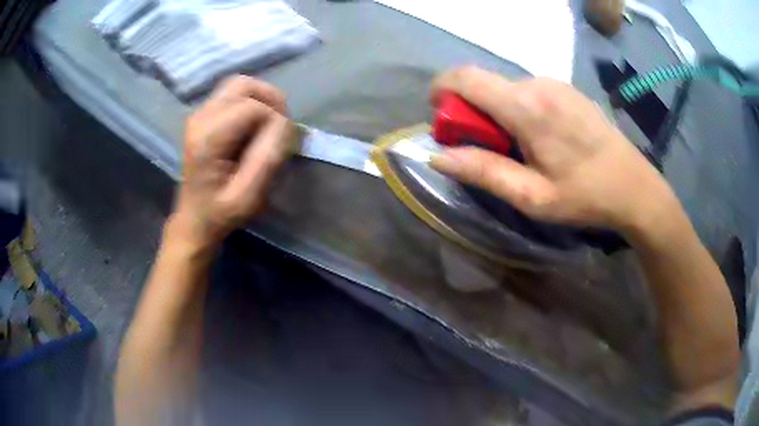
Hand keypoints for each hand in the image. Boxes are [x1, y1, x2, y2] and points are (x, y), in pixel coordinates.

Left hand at [171, 75, 293, 249]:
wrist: (194, 220)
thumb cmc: (220, 213)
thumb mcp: (249, 196)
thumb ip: (268, 158)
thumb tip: (285, 125)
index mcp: (208, 139)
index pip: (252, 108)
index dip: (275, 121)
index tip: (279, 146)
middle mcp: (200, 118)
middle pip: (243, 85)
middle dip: (270, 99)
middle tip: (281, 125)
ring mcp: (198, 115)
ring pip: (238, 85)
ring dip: (261, 99)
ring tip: (270, 123)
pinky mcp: (202, 117)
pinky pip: (232, 95)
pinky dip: (250, 102)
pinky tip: (254, 125)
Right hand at [430, 66, 675, 231]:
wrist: (634, 187)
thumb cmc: (585, 196)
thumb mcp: (532, 196)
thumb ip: (483, 171)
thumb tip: (437, 156)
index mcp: (526, 106)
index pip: (465, 77)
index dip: (442, 90)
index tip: (440, 117)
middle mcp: (537, 83)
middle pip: (484, 84)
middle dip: (471, 111)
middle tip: (485, 149)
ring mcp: (555, 83)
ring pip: (506, 88)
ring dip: (496, 112)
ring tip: (518, 149)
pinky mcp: (566, 89)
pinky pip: (527, 91)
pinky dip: (517, 109)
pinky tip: (539, 139)